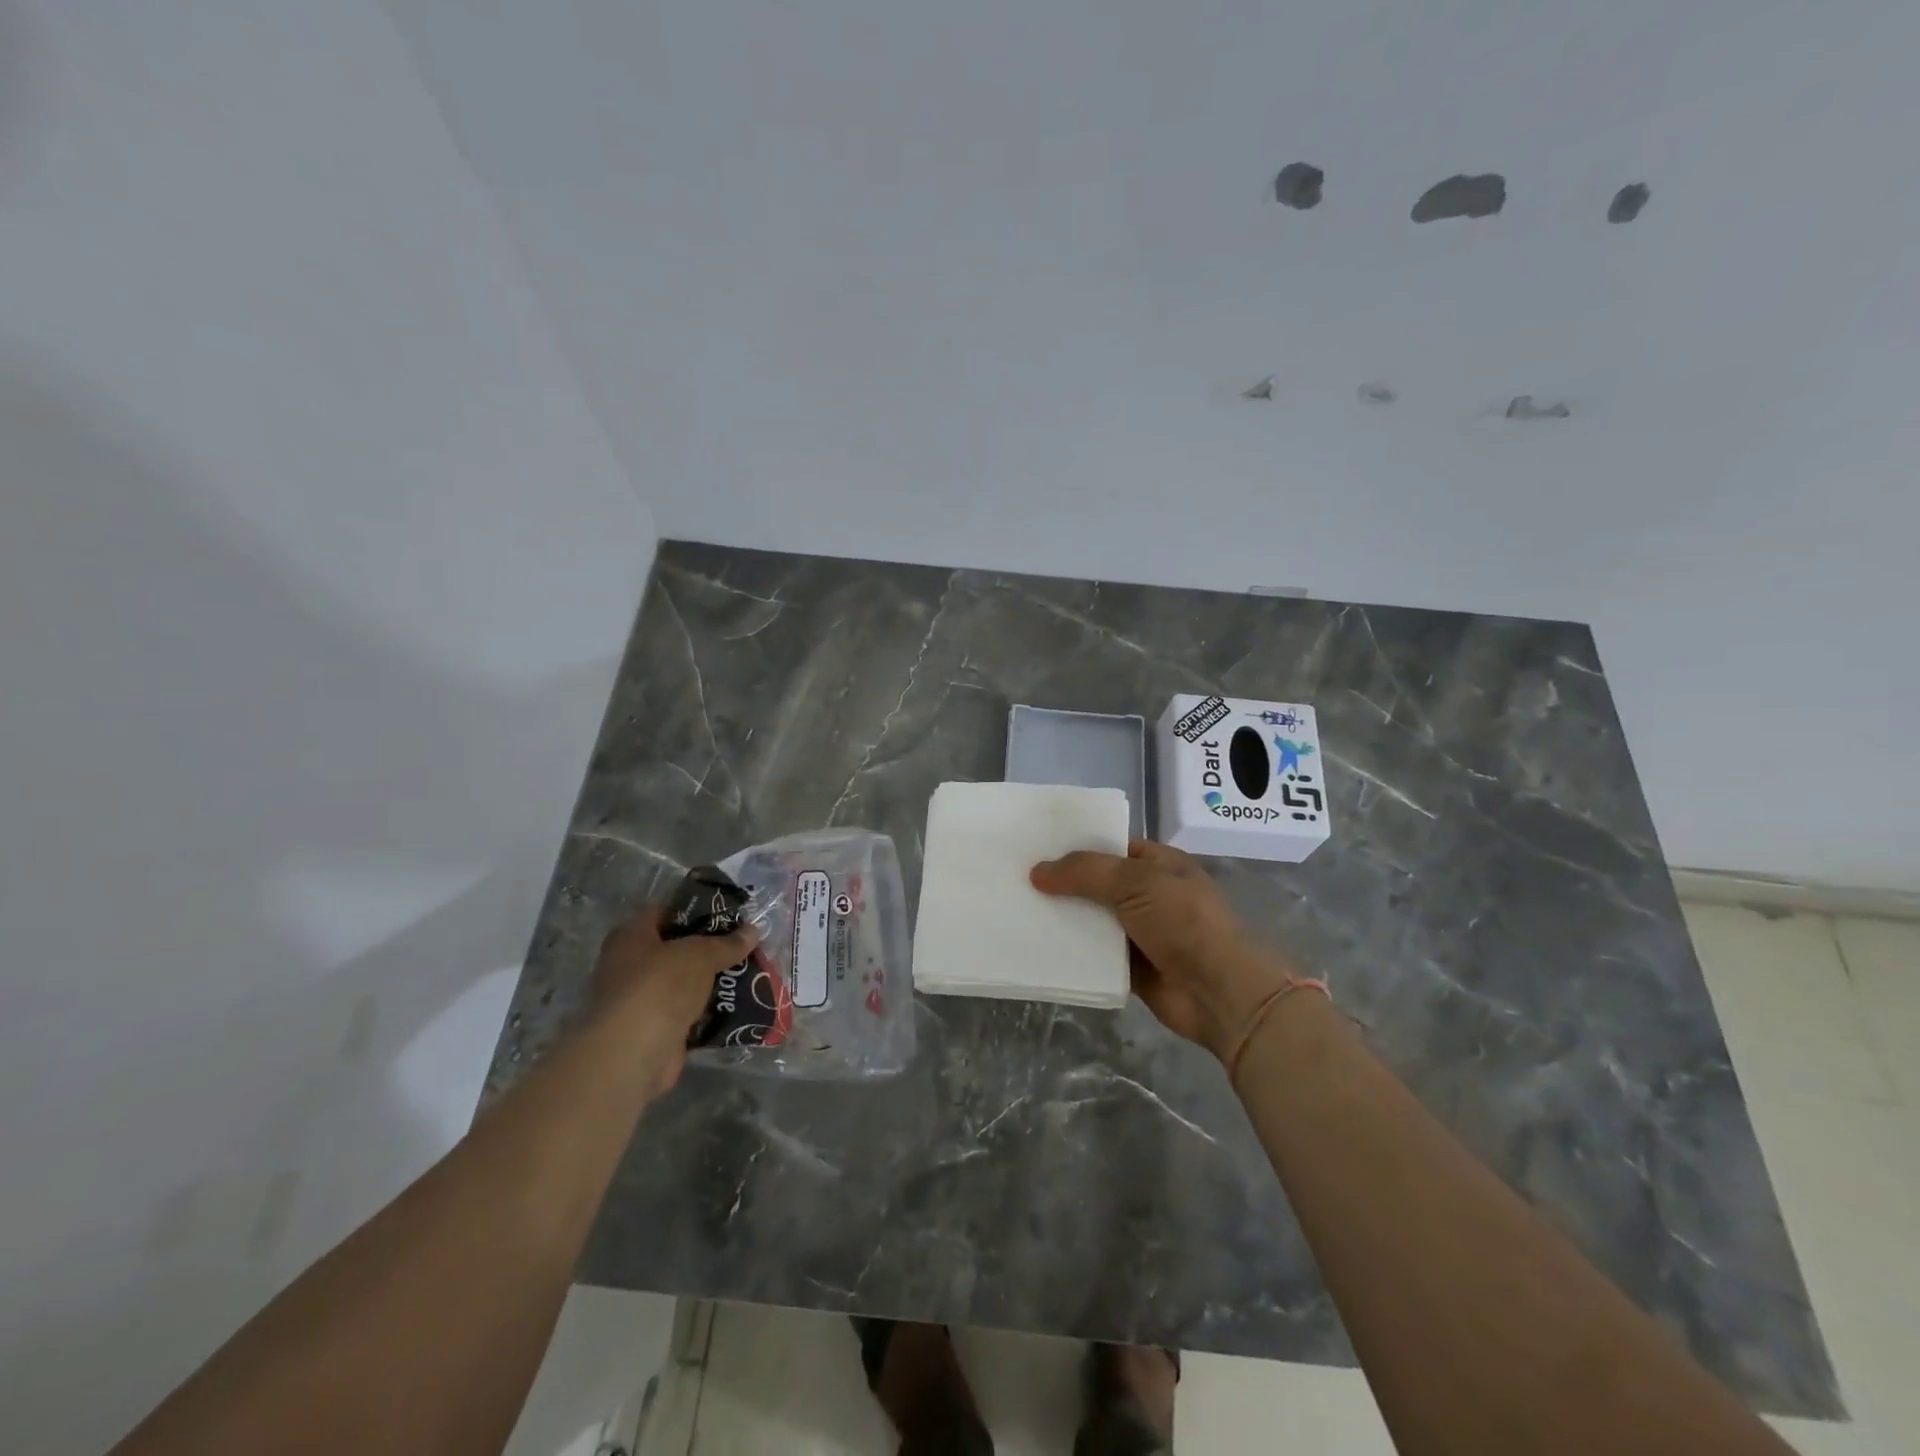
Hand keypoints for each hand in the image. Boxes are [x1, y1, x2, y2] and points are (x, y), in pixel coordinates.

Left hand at [591, 909, 759, 1092]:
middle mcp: (628, 965)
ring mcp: (639, 999)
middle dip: (708, 948)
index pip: (664, 912)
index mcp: (630, 936)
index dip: (696, 910)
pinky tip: (736, 1002)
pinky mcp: (653, 1029)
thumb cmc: (660, 985)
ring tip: (747, 970)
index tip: (728, 913)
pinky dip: (707, 1009)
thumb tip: (754, 931)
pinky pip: (686, 1011)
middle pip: (675, 949)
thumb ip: (727, 943)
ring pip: (682, 982)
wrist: (636, 1051)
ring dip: (709, 980)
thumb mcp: (700, 954)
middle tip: (742, 942)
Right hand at [1031, 840, 1298, 1061]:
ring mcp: (1142, 933)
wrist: (1219, 992)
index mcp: (1159, 864)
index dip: (1077, 847)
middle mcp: (1150, 895)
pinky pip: (1096, 955)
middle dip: (1064, 884)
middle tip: (1019, 881)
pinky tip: (1039, 947)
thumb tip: (1037, 872)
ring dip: (1065, 919)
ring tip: (1020, 912)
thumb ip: (1085, 871)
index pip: (1112, 847)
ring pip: (1094, 921)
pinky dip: (1074, 953)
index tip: (1037, 849)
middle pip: (1098, 884)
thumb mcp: (1134, 881)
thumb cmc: (1183, 921)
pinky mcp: (1133, 968)